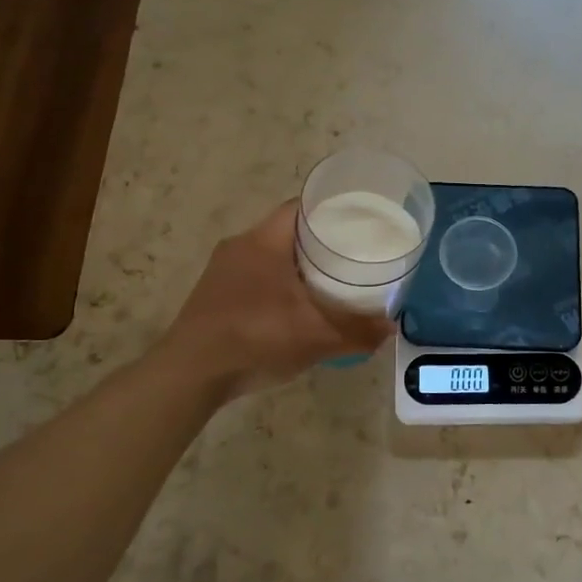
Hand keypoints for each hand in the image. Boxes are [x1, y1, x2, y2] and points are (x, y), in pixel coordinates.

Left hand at [163, 201, 395, 397]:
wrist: (191, 374)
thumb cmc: (256, 338)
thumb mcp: (316, 336)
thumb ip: (357, 331)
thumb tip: (390, 328)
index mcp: (264, 241)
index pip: (300, 207)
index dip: (330, 210)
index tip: (357, 222)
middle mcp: (239, 246)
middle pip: (286, 231)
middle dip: (318, 241)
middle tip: (350, 255)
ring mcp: (221, 271)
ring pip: (268, 255)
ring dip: (295, 264)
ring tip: (327, 281)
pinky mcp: (212, 295)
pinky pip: (253, 276)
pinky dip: (276, 283)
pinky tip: (292, 307)